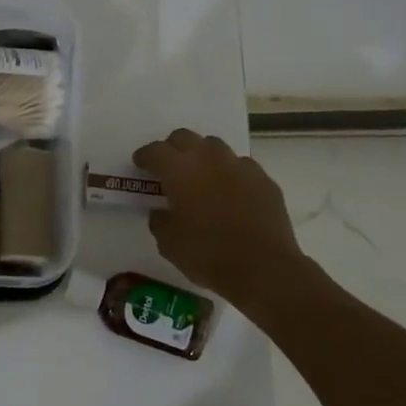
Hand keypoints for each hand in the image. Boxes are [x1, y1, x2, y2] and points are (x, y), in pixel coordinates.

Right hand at [133, 129, 311, 315]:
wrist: (263, 268)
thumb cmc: (207, 254)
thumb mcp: (169, 243)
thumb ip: (160, 221)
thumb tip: (161, 212)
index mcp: (179, 170)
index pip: (155, 151)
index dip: (145, 156)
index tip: (140, 165)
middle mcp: (209, 158)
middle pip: (185, 137)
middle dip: (173, 148)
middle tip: (168, 167)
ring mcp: (240, 166)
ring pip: (215, 147)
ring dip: (203, 157)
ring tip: (201, 177)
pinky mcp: (264, 180)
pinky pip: (241, 167)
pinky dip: (230, 174)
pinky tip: (230, 193)